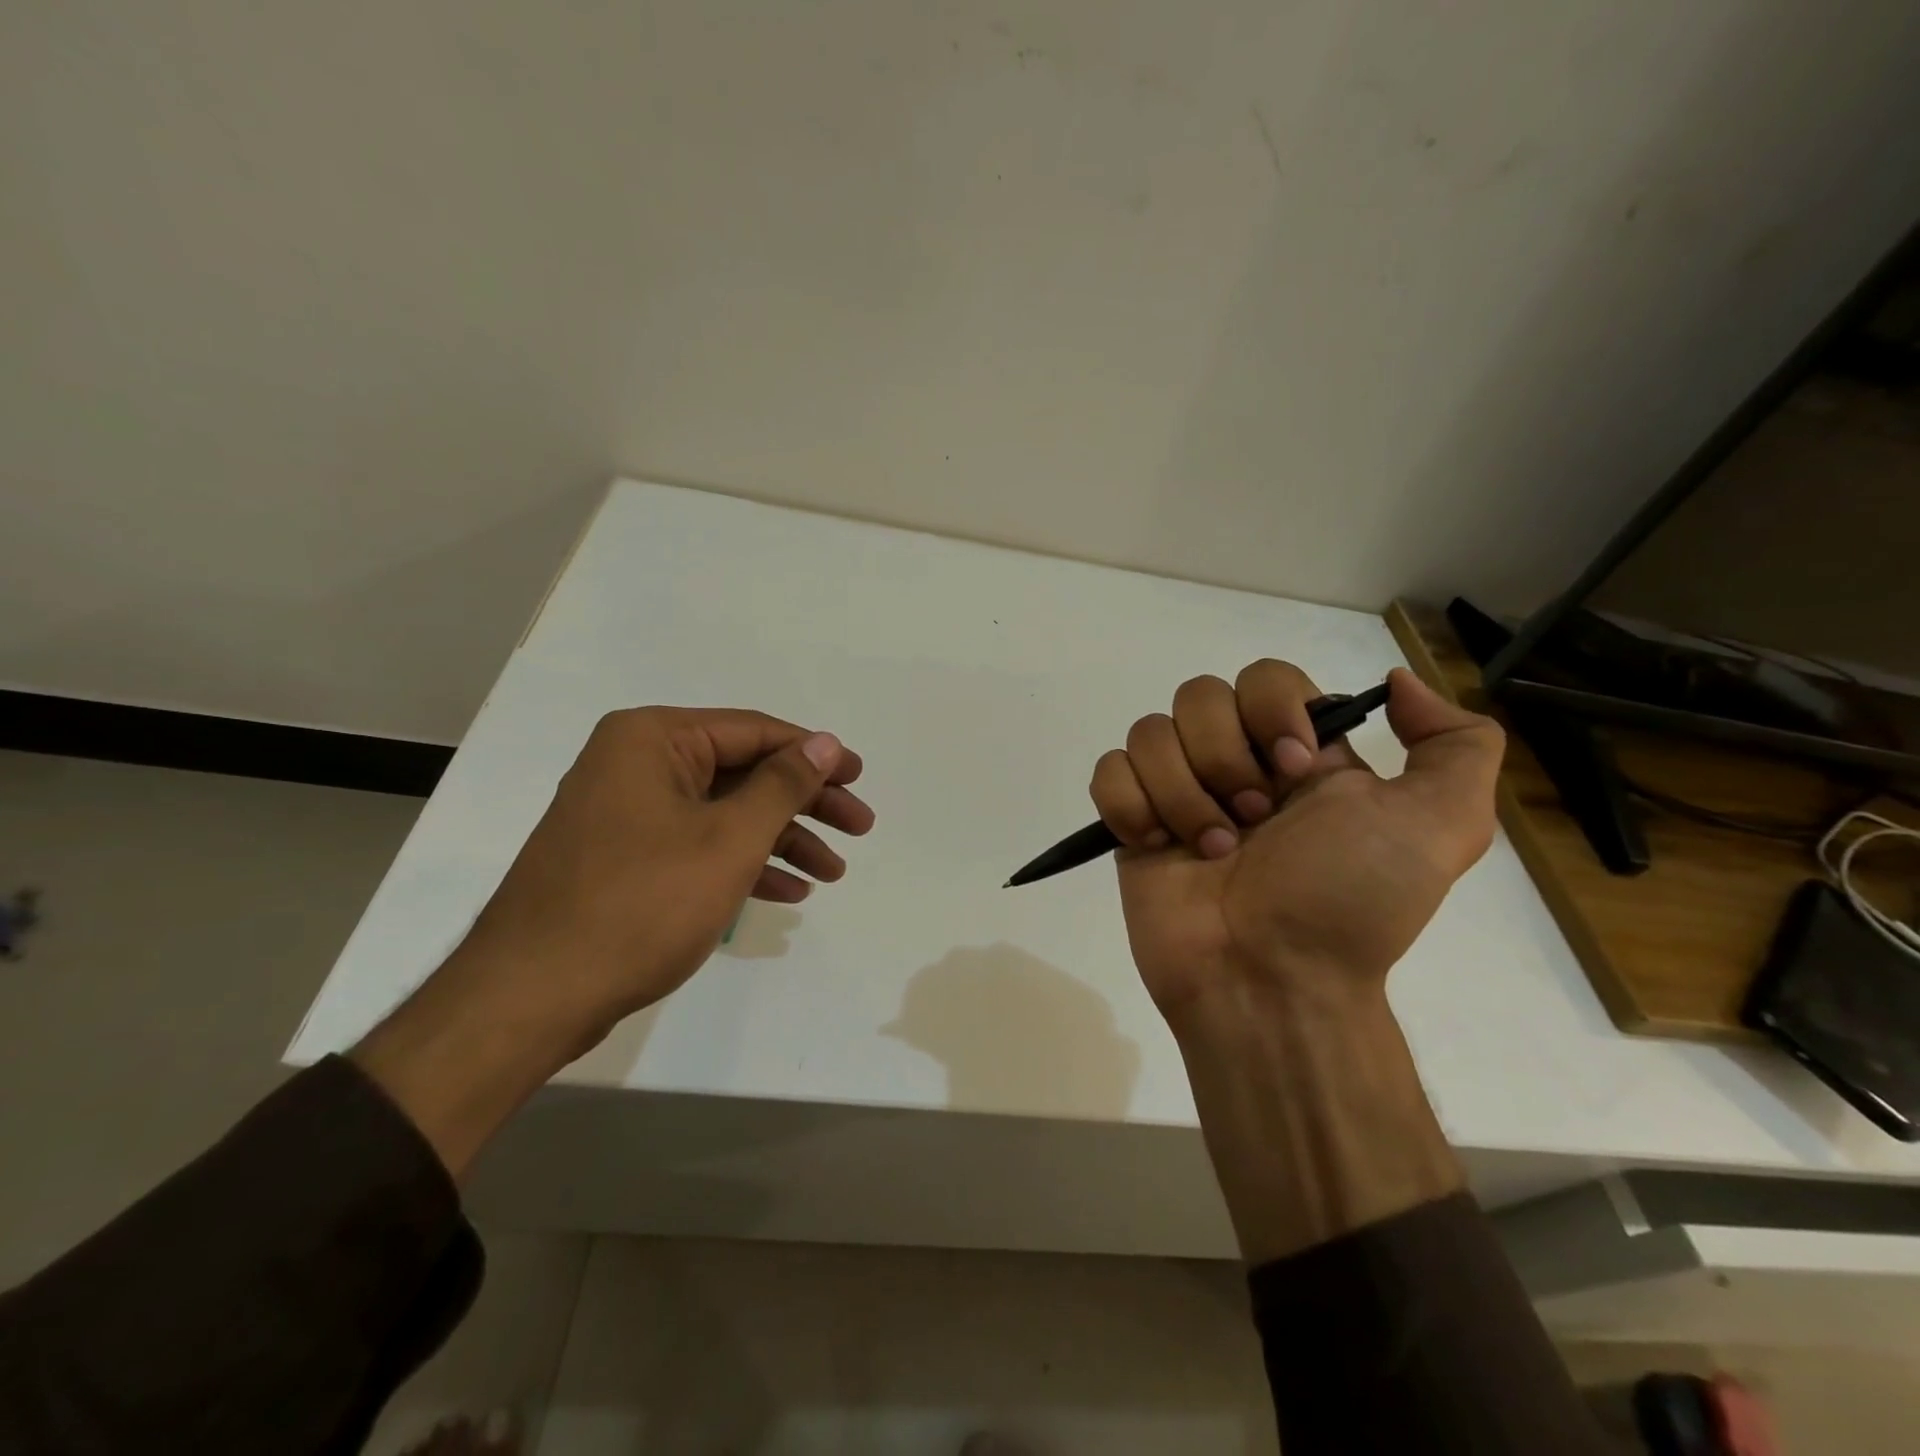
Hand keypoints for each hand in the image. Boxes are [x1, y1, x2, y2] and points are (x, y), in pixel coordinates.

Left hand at [353, 707, 872, 1175]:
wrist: (531, 997)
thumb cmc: (641, 903)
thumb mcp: (728, 839)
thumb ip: (784, 784)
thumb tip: (826, 743)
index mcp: (653, 739)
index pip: (754, 732)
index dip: (815, 755)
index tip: (859, 779)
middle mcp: (636, 763)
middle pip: (742, 772)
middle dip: (805, 804)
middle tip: (859, 829)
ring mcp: (626, 812)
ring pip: (723, 812)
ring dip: (780, 840)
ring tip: (831, 873)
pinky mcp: (623, 857)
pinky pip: (696, 844)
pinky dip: (741, 864)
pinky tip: (786, 891)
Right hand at [1090, 662, 1502, 1022]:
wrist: (1272, 983)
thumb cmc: (1348, 903)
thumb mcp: (1442, 828)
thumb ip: (1457, 745)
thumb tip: (1397, 683)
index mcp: (1299, 754)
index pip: (1265, 677)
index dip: (1271, 710)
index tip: (1294, 769)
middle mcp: (1236, 763)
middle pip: (1198, 696)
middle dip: (1223, 758)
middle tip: (1252, 820)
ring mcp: (1178, 793)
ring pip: (1149, 732)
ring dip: (1181, 793)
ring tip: (1208, 850)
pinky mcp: (1133, 824)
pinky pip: (1108, 772)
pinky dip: (1129, 804)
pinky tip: (1156, 846)